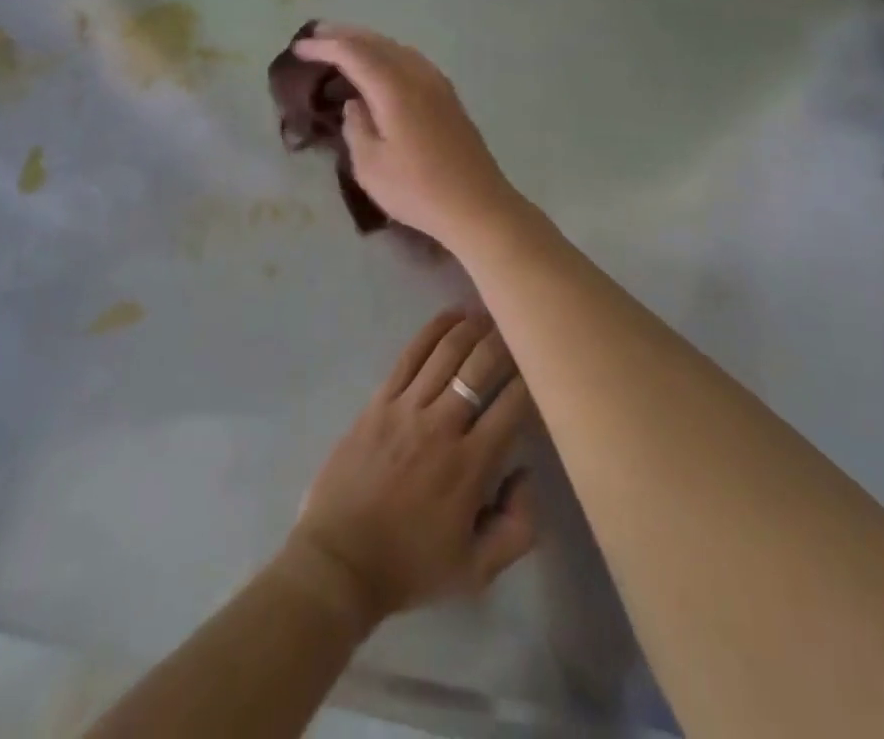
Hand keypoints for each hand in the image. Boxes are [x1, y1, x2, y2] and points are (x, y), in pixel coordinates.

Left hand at [285, 310, 536, 629]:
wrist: (340, 563)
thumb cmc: (410, 566)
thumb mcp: (477, 571)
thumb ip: (518, 528)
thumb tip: (526, 472)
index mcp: (470, 465)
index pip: (512, 405)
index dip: (532, 379)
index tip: (543, 367)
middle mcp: (442, 426)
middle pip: (480, 366)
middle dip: (505, 341)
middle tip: (520, 326)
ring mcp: (407, 408)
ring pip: (447, 352)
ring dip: (473, 327)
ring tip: (490, 313)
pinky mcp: (379, 401)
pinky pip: (410, 355)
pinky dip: (433, 331)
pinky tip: (452, 315)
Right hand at [293, 25, 525, 247]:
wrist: (477, 204)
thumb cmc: (417, 190)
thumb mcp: (370, 165)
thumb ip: (356, 126)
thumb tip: (355, 102)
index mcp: (395, 88)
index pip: (354, 53)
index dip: (324, 46)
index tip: (299, 47)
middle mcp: (418, 75)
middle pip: (377, 42)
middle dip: (345, 35)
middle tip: (316, 33)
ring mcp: (438, 83)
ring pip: (397, 48)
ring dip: (368, 42)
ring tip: (343, 44)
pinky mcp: (448, 96)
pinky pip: (411, 60)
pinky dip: (388, 54)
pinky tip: (380, 66)